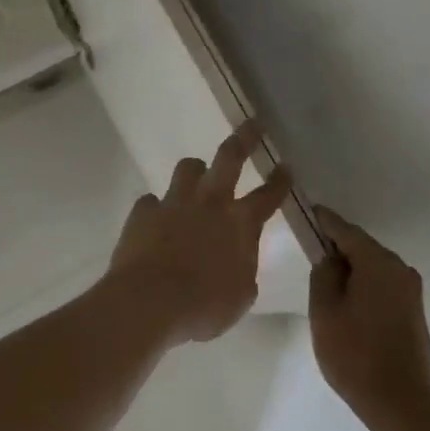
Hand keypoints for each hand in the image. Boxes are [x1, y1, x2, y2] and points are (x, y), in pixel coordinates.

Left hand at [106, 123, 292, 343]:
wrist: (149, 302)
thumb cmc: (204, 306)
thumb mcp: (240, 296)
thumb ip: (244, 272)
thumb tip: (239, 263)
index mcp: (240, 224)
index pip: (267, 196)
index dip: (280, 180)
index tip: (286, 165)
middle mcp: (210, 203)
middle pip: (229, 158)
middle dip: (244, 138)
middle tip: (252, 124)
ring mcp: (174, 203)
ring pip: (188, 168)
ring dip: (195, 170)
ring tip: (197, 176)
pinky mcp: (143, 212)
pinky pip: (151, 201)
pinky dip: (157, 209)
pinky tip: (156, 221)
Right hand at [309, 208, 429, 430]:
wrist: (402, 404)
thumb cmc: (356, 354)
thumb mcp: (325, 311)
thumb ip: (323, 275)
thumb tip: (331, 258)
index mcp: (378, 263)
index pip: (346, 231)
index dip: (324, 221)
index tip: (308, 212)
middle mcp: (400, 269)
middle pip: (363, 248)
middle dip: (338, 247)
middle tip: (311, 251)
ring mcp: (411, 292)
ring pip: (373, 268)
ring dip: (351, 269)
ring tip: (326, 282)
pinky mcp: (414, 312)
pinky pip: (383, 286)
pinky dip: (364, 285)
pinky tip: (348, 302)